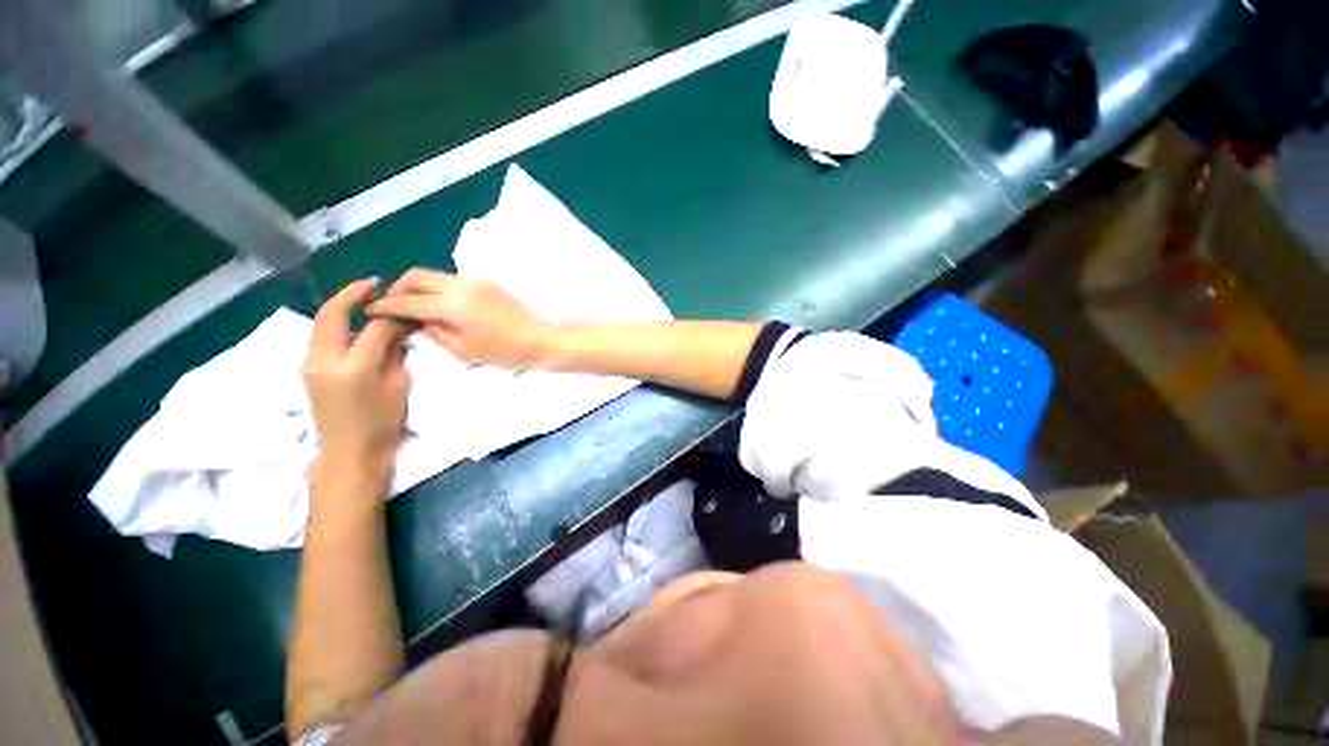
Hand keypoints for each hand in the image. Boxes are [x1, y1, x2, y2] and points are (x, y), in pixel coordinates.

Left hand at [304, 279, 409, 478]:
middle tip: (375, 284)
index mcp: (353, 368)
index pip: (374, 327)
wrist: (348, 454)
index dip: (392, 314)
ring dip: (343, 307)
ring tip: (367, 302)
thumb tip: (398, 330)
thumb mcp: (398, 387)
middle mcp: (323, 360)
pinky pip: (322, 337)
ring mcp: (310, 364)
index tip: (407, 307)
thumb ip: (395, 354)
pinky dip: (338, 324)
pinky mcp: (307, 369)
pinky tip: (355, 326)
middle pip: (332, 314)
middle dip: (352, 294)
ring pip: (322, 323)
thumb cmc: (381, 425)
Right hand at [367, 268, 550, 367]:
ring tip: (416, 308)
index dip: (385, 305)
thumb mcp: (463, 350)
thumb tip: (415, 321)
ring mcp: (475, 280)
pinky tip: (441, 306)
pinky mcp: (487, 282)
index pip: (407, 300)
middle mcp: (459, 284)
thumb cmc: (503, 351)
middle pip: (416, 276)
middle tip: (393, 308)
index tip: (370, 311)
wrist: (540, 339)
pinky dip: (438, 288)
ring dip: (418, 287)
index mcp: (451, 303)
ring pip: (435, 275)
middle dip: (398, 289)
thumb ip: (433, 332)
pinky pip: (452, 280)